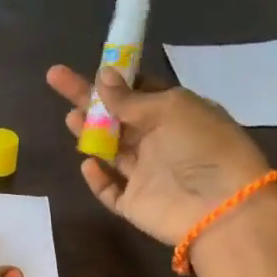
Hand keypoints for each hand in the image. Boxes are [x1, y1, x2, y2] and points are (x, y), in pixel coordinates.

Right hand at [46, 65, 272, 244]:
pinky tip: (87, 163)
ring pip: (111, 150)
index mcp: (176, 114)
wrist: (220, 208)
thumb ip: (130, 98)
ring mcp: (146, 174)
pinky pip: (110, 190)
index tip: (92, 68)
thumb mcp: (170, 109)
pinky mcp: (134, 203)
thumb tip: (102, 76)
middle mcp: (160, 141)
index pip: (141, 92)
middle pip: (117, 117)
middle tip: (56, 78)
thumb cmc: (202, 146)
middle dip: (88, 99)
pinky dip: (97, 178)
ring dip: (90, 133)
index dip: (116, 80)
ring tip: (70, 118)